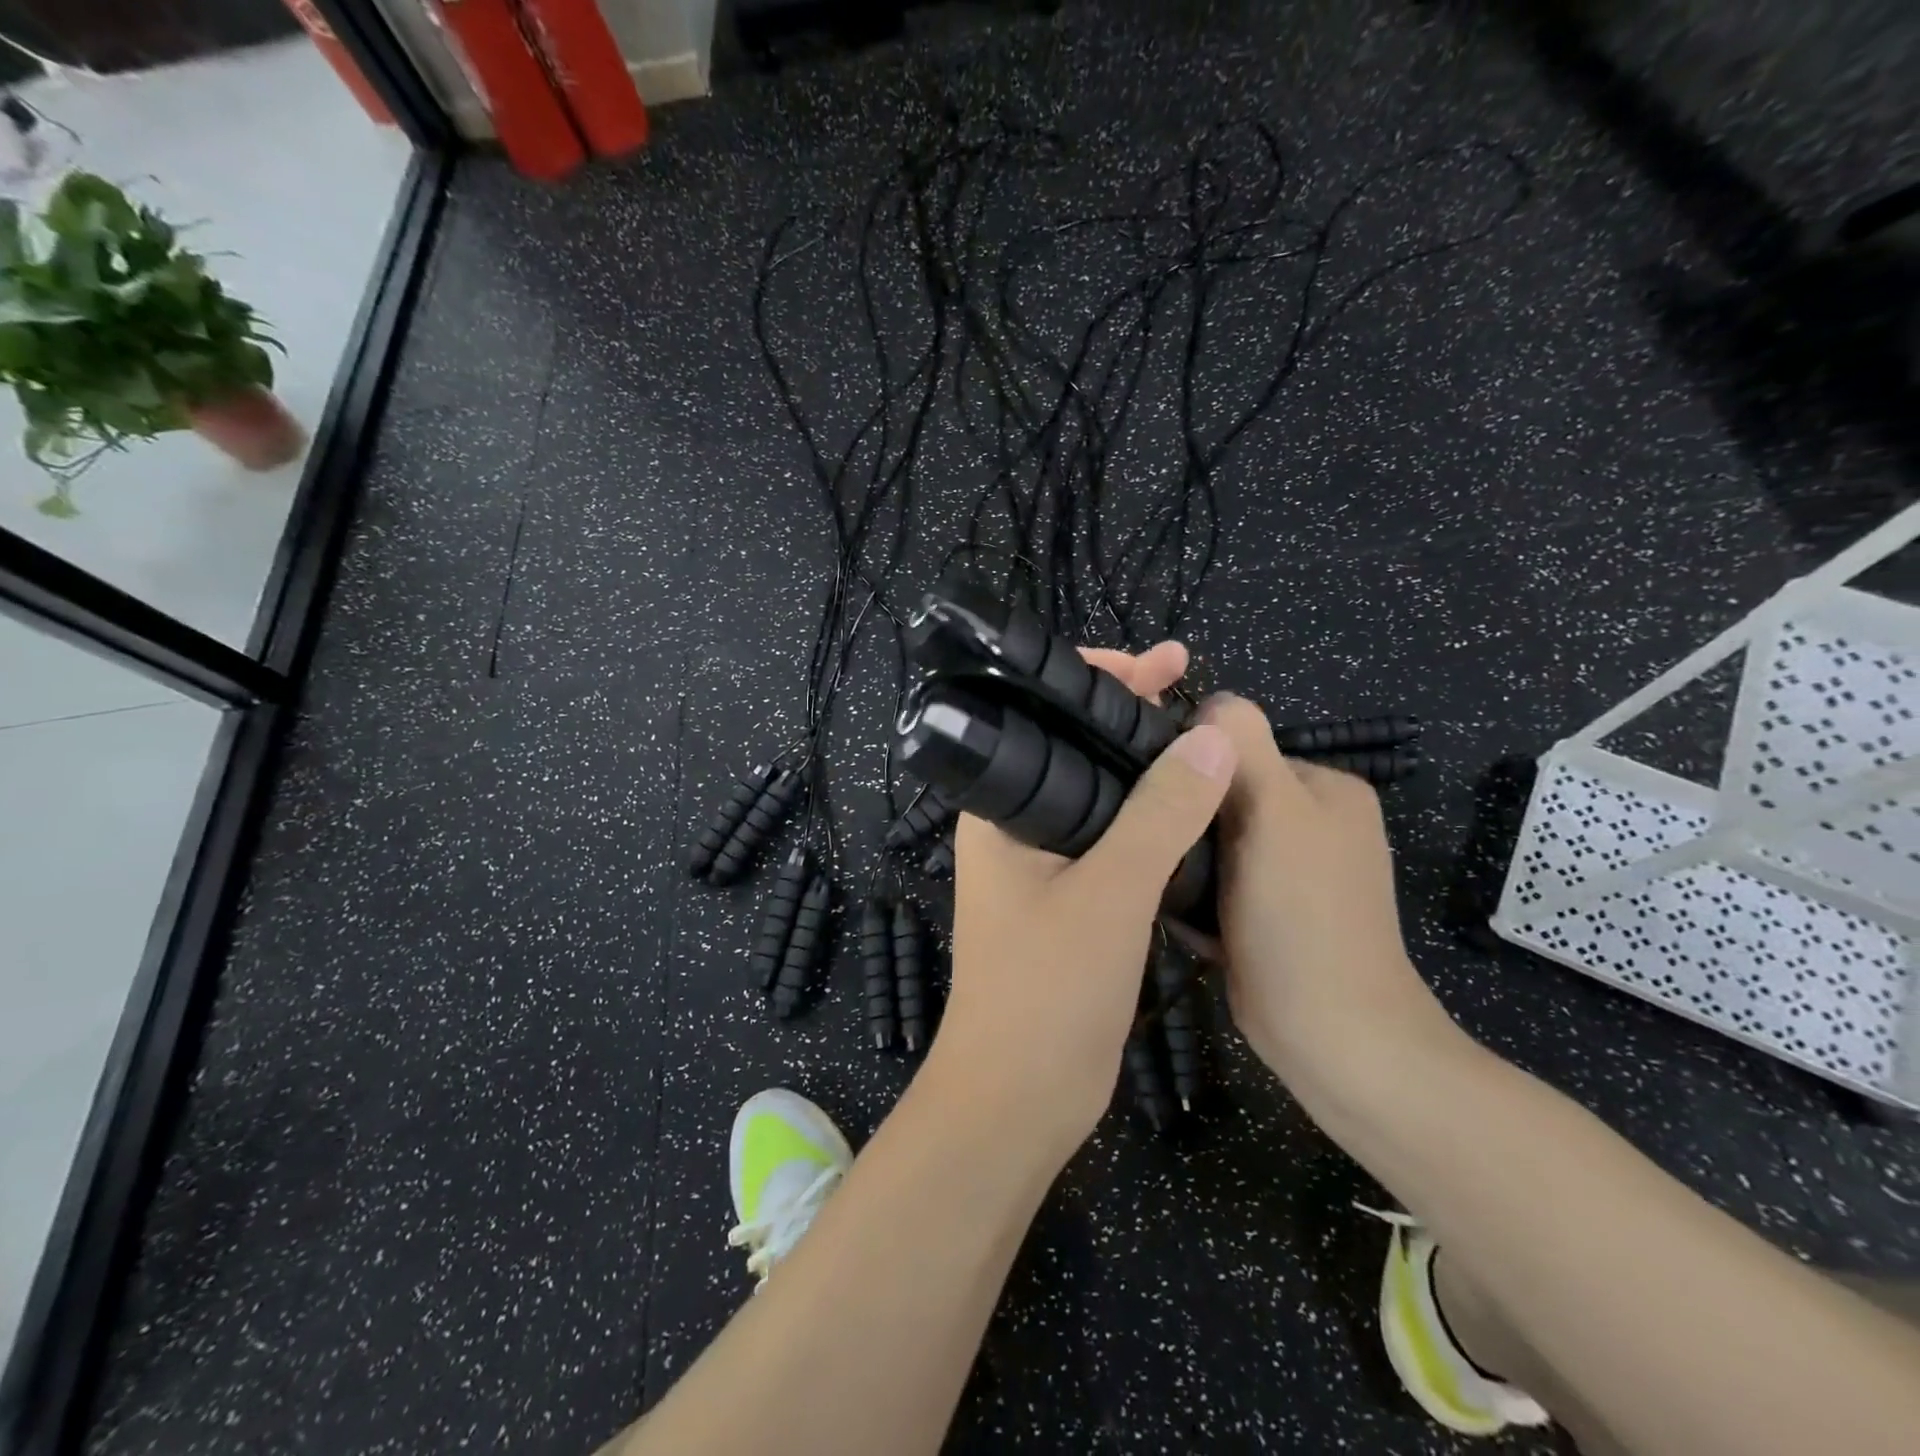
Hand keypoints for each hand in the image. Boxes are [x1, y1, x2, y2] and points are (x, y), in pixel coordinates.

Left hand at [923, 643, 1236, 1161]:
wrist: (1021, 1097)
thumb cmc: (1047, 991)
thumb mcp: (1110, 894)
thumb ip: (1160, 815)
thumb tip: (1213, 740)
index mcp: (1001, 810)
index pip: (1044, 718)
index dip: (1100, 680)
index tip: (1164, 663)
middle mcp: (1017, 828)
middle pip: (1077, 751)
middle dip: (1132, 718)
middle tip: (1193, 691)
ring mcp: (1046, 866)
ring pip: (1104, 798)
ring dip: (1148, 769)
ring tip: (1205, 739)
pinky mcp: (1074, 902)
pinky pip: (1117, 841)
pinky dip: (1154, 819)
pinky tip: (1196, 807)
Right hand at [1198, 695, 1458, 1099]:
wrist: (1332, 1037)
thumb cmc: (1302, 917)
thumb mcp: (1275, 813)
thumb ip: (1244, 747)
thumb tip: (1210, 701)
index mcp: (1325, 789)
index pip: (1239, 751)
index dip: (1195, 772)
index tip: (1160, 802)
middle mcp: (1314, 824)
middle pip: (1223, 798)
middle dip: (1187, 822)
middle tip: (1158, 849)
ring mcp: (1293, 874)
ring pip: (1213, 844)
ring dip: (1185, 861)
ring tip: (1161, 885)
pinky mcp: (1270, 915)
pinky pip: (1217, 884)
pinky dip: (1195, 896)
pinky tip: (1179, 916)